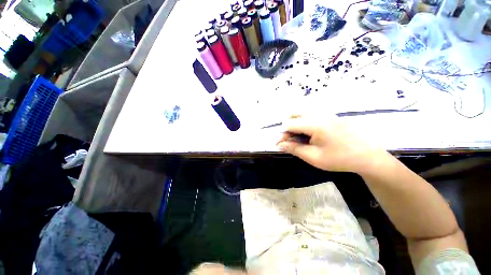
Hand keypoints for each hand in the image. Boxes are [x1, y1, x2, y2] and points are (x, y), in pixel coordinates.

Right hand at [276, 114, 385, 173]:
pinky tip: (308, 134)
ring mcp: (326, 114)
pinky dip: (303, 122)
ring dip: (295, 123)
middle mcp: (319, 115)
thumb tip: (279, 144)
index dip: (282, 134)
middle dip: (287, 126)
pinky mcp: (330, 116)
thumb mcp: (313, 157)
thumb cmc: (340, 159)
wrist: (367, 157)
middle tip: (290, 140)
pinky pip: (310, 115)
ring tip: (298, 137)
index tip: (281, 144)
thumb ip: (294, 149)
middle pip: (294, 114)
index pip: (290, 124)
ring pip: (302, 113)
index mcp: (315, 124)